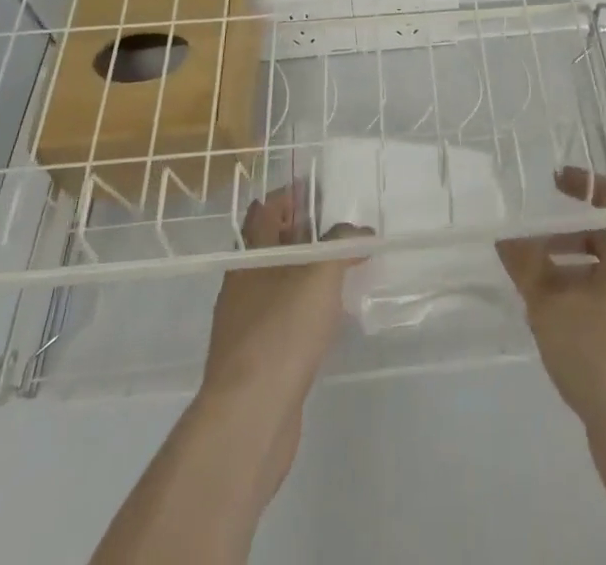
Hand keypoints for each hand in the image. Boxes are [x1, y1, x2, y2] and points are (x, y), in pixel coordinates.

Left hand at [199, 186, 367, 493]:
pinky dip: (306, 307)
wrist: (250, 417)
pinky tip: (330, 315)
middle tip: (340, 223)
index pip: (266, 210)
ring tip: (342, 264)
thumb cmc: (281, 331)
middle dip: (303, 231)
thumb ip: (340, 245)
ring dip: (306, 270)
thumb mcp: (319, 274)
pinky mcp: (259, 360)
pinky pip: (285, 318)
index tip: (319, 187)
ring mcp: (248, 324)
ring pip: (279, 283)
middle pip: (272, 245)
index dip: (290, 194)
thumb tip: (361, 233)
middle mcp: (244, 284)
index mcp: (251, 256)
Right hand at [496, 168, 605, 432]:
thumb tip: (506, 239)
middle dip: (564, 236)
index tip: (552, 182)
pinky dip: (579, 299)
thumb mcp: (550, 301)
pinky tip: (549, 321)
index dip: (583, 184)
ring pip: (603, 272)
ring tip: (530, 284)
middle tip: (529, 240)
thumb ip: (526, 264)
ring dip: (567, 271)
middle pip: (604, 236)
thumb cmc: (600, 348)